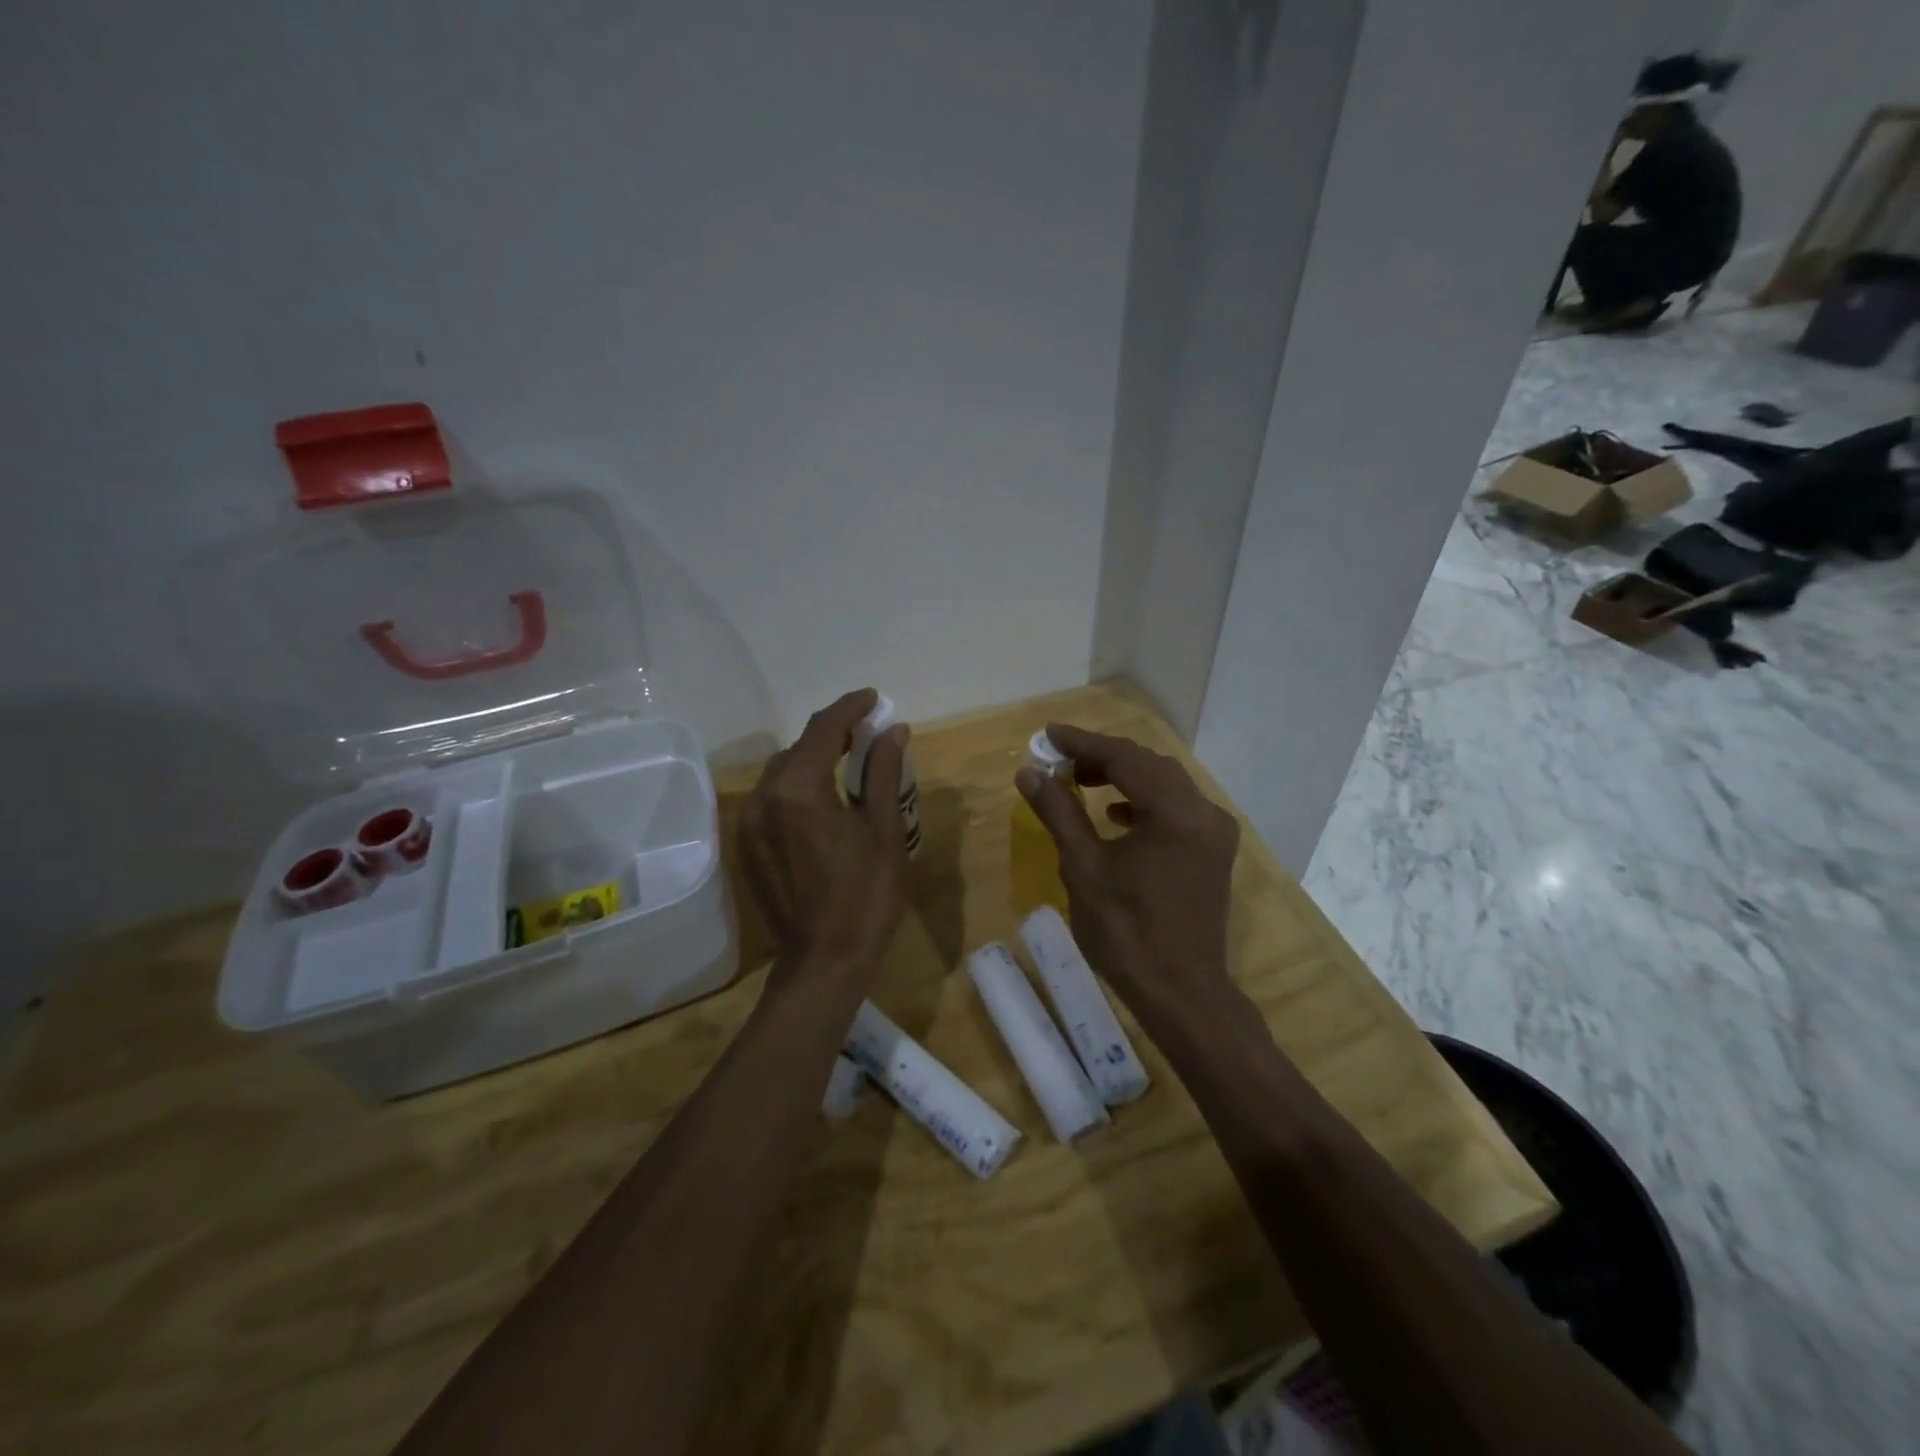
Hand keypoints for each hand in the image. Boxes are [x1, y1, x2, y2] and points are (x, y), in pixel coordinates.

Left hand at [741, 688, 910, 981]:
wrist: (824, 962)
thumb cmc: (865, 897)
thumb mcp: (884, 831)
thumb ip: (883, 773)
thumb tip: (893, 731)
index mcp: (798, 789)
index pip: (823, 729)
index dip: (850, 708)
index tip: (873, 698)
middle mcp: (763, 797)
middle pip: (800, 748)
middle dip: (833, 733)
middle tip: (868, 732)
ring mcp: (750, 823)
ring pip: (783, 772)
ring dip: (815, 759)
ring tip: (850, 759)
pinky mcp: (748, 845)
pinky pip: (773, 798)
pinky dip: (799, 786)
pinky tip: (824, 797)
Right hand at [1015, 723, 1238, 1013]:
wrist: (1181, 993)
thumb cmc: (1127, 932)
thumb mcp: (1084, 867)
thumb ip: (1059, 812)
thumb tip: (1029, 772)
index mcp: (1176, 812)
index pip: (1125, 757)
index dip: (1083, 743)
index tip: (1048, 733)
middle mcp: (1204, 812)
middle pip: (1149, 765)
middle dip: (1103, 757)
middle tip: (1060, 760)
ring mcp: (1214, 832)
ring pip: (1165, 784)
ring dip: (1123, 776)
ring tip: (1082, 782)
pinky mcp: (1212, 851)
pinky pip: (1176, 808)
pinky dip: (1144, 801)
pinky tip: (1116, 815)